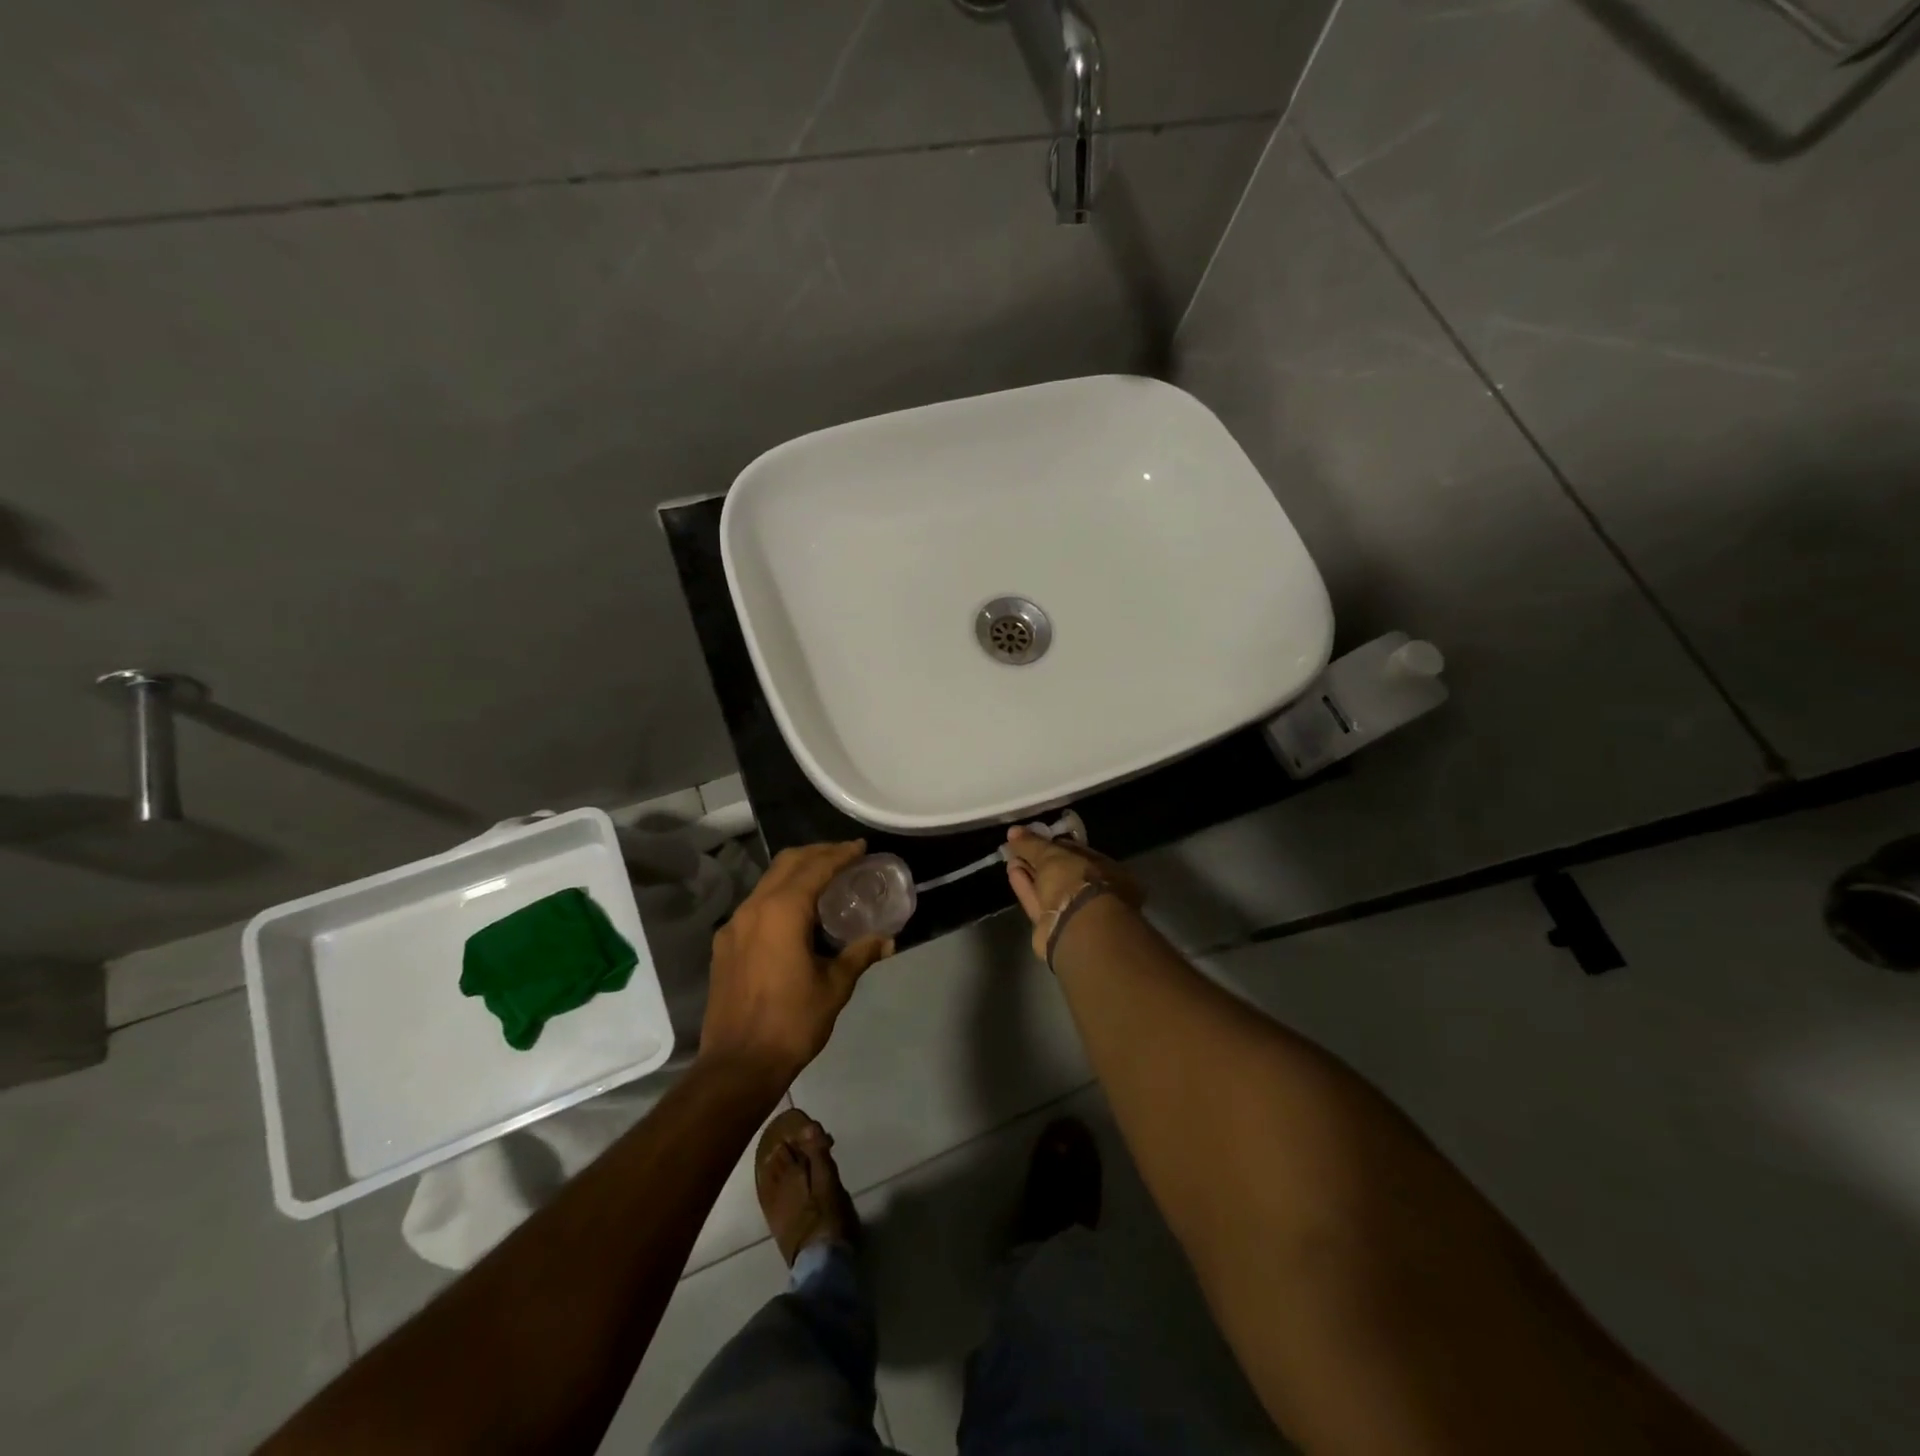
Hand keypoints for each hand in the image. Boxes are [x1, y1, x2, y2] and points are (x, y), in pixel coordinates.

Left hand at [700, 841, 894, 1086]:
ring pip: (768, 882)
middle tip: (845, 856)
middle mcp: (754, 908)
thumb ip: (860, 955)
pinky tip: (795, 915)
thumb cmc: (792, 1022)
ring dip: (797, 873)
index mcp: (782, 911)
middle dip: (817, 854)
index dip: (840, 854)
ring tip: (824, 881)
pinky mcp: (725, 945)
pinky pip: (756, 905)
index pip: (815, 867)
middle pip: (787, 863)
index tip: (861, 848)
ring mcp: (734, 926)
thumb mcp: (835, 986)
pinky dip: (779, 895)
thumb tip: (887, 940)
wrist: (737, 1065)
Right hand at [1003, 827, 1144, 959]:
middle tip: (1018, 847)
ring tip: (1011, 858)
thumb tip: (1013, 831)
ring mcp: (1074, 910)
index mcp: (1104, 869)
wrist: (1077, 927)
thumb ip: (1032, 843)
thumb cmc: (1076, 880)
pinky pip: (1038, 901)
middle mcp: (1092, 890)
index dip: (1053, 843)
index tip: (1034, 837)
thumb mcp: (1053, 854)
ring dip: (1030, 872)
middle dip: (1039, 859)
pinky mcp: (1054, 926)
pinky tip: (1012, 872)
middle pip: (1061, 871)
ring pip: (1048, 888)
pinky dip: (1025, 887)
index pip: (1076, 851)